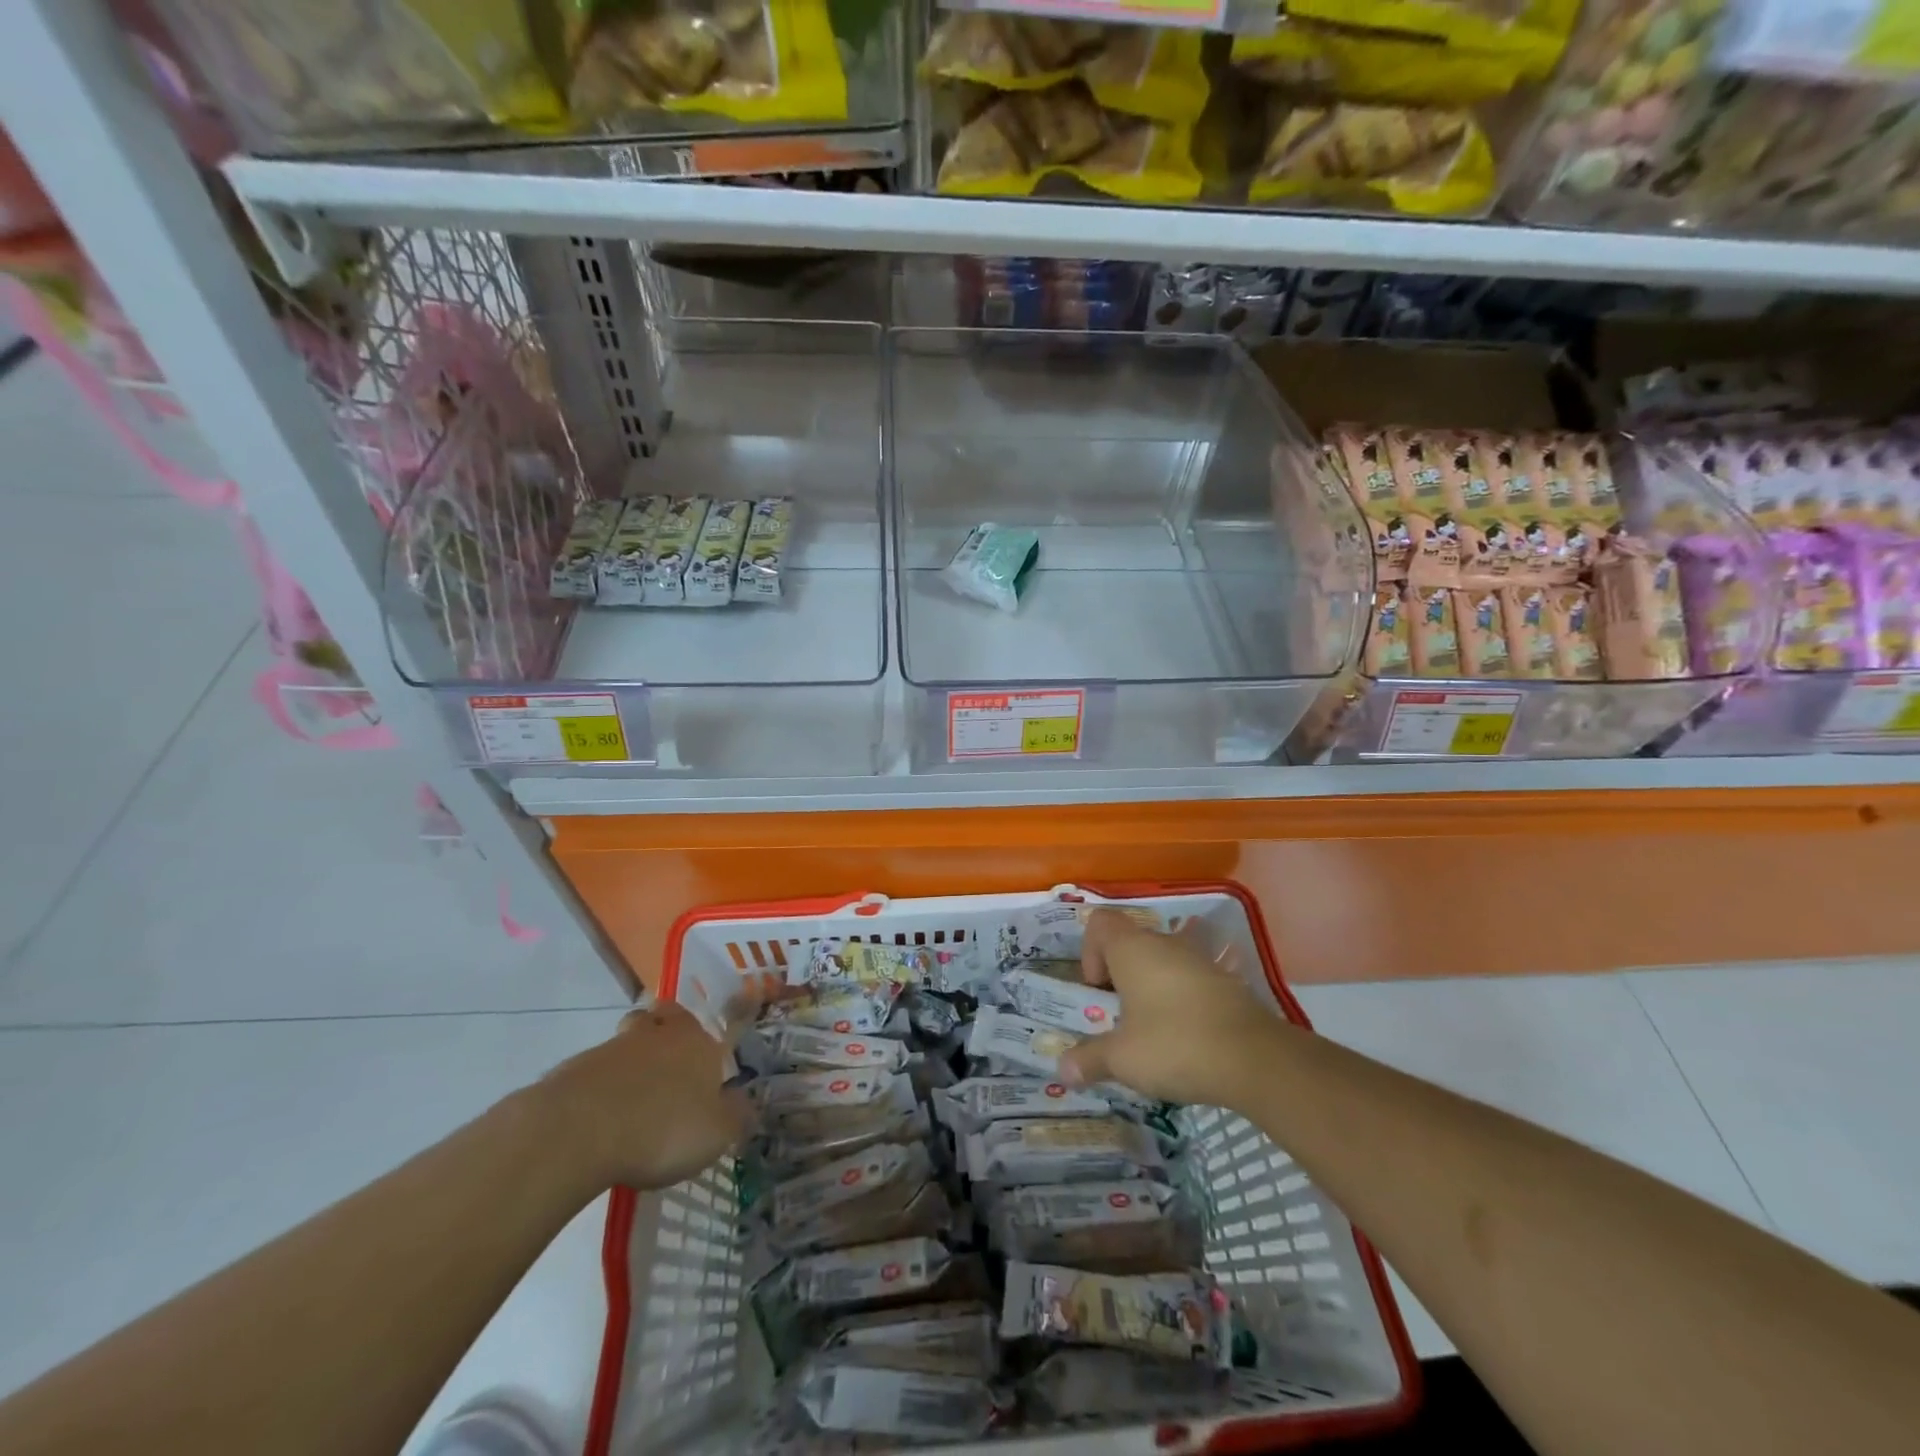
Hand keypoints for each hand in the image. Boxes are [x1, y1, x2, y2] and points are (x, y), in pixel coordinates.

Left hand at [536, 1002, 752, 1190]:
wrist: (578, 1131)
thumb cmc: (663, 1127)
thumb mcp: (716, 1133)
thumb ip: (735, 1116)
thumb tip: (745, 1103)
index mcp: (696, 1042)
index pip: (701, 1026)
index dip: (700, 1044)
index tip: (698, 1069)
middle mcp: (656, 1034)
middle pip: (658, 1018)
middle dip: (661, 1034)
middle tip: (663, 1069)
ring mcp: (611, 1048)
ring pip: (625, 1044)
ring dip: (628, 1064)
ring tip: (629, 1104)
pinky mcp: (573, 1070)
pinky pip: (593, 1073)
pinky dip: (599, 1090)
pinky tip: (599, 1123)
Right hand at [1057, 908, 1288, 1109]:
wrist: (1254, 1058)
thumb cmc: (1174, 1044)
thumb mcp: (1122, 1059)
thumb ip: (1090, 1059)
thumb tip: (1062, 1070)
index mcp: (1132, 949)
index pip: (1099, 923)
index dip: (1089, 951)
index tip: (1097, 990)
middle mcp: (1164, 944)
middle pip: (1130, 944)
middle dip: (1119, 977)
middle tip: (1117, 1018)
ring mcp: (1199, 960)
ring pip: (1162, 962)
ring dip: (1150, 990)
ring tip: (1150, 1032)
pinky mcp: (1225, 982)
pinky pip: (1189, 981)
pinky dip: (1179, 1002)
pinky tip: (1184, 1039)